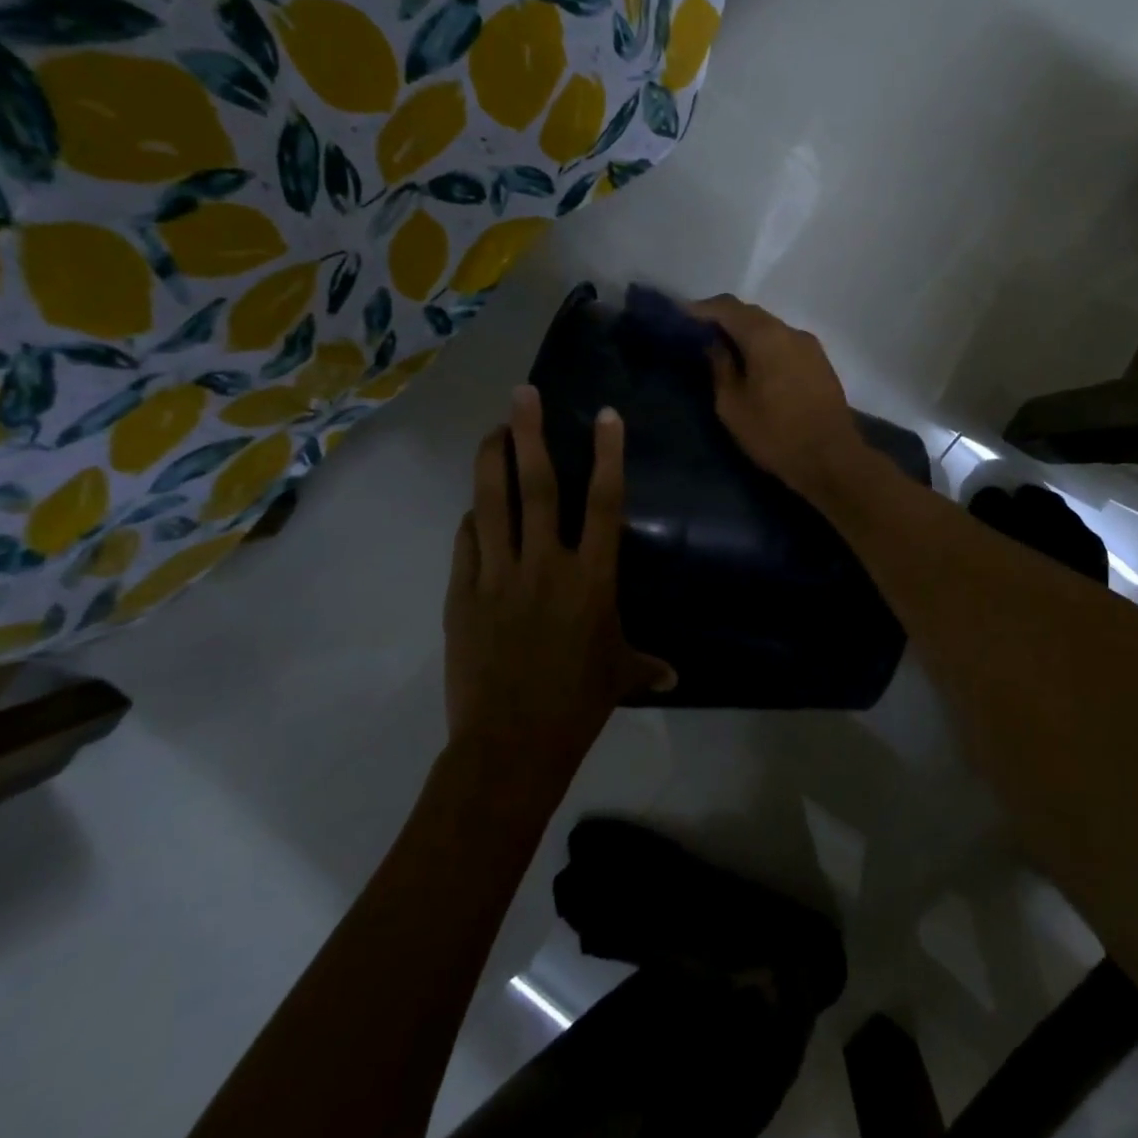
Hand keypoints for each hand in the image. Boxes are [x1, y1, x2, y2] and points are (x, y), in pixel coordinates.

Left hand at [443, 386, 672, 759]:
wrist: (511, 743)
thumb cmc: (578, 703)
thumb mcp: (619, 676)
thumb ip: (645, 664)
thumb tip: (674, 676)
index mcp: (592, 577)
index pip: (605, 502)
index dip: (608, 455)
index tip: (605, 416)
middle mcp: (547, 563)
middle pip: (538, 485)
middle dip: (530, 433)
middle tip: (523, 394)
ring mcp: (499, 575)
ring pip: (493, 503)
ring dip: (492, 461)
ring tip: (493, 429)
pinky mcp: (463, 594)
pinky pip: (467, 542)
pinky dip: (472, 519)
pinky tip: (475, 508)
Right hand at [690, 295, 877, 505]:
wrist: (832, 459)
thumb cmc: (775, 434)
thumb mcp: (733, 405)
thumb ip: (720, 367)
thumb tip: (714, 344)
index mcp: (766, 336)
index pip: (728, 307)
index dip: (702, 309)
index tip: (680, 317)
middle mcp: (791, 331)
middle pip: (752, 314)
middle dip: (724, 320)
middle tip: (699, 335)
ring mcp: (811, 346)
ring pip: (771, 329)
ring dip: (747, 335)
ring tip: (725, 352)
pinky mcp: (821, 364)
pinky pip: (786, 345)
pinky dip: (766, 347)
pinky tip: (755, 366)